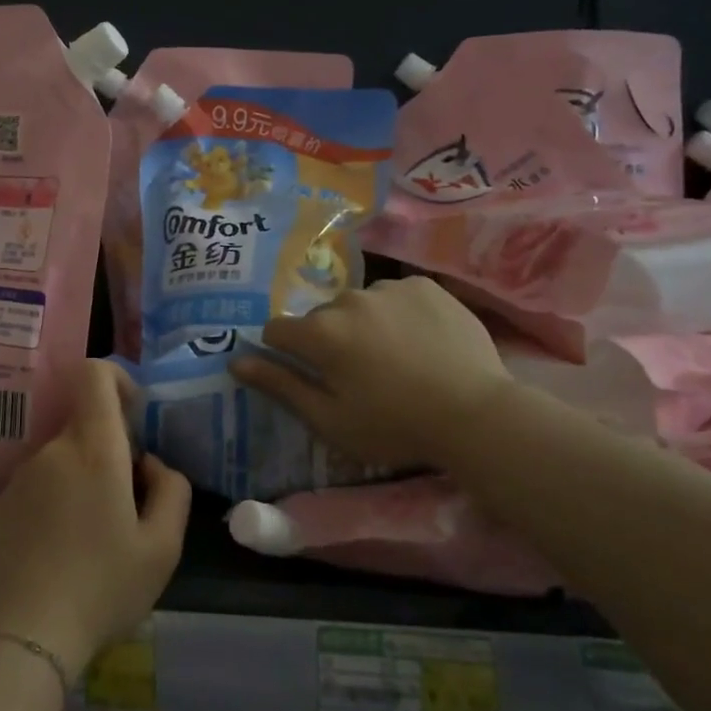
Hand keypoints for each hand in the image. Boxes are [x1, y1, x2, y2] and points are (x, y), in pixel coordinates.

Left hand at [0, 360, 191, 674]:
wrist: (22, 638)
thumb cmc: (103, 588)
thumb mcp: (163, 547)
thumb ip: (172, 490)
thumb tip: (150, 464)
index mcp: (93, 449)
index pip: (93, 375)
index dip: (116, 379)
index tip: (133, 416)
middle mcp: (50, 453)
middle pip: (84, 428)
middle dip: (110, 454)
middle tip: (127, 509)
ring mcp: (17, 481)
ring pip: (61, 463)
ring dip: (82, 485)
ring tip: (93, 544)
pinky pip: (35, 493)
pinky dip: (53, 510)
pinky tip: (59, 561)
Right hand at [231, 276, 510, 471]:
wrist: (476, 414)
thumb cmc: (394, 426)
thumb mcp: (328, 419)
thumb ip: (279, 385)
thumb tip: (235, 360)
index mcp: (319, 332)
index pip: (277, 331)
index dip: (285, 354)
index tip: (309, 375)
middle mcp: (347, 299)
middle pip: (320, 317)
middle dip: (328, 340)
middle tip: (359, 375)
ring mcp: (388, 288)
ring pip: (359, 305)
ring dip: (364, 325)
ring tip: (396, 358)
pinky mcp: (424, 285)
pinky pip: (395, 296)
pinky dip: (398, 314)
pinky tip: (421, 341)